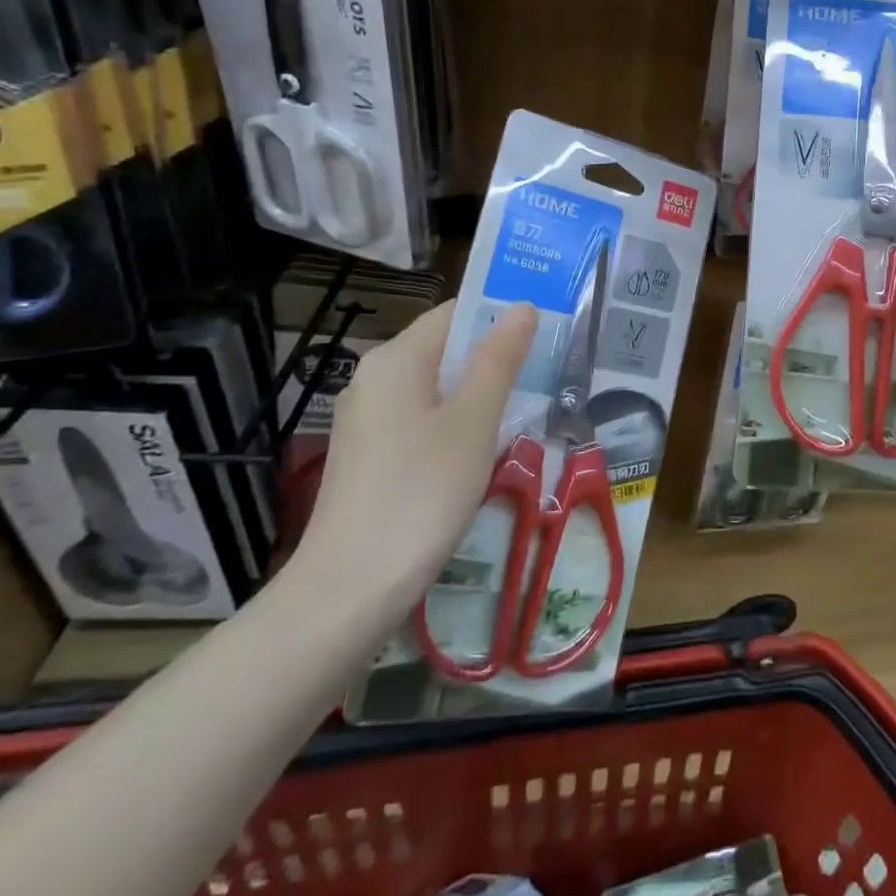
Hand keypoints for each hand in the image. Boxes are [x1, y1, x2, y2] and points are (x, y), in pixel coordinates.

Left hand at [293, 299, 537, 611]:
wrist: (350, 588)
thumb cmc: (422, 491)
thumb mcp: (475, 420)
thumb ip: (499, 359)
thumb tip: (522, 307)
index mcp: (397, 359)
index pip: (456, 313)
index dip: (500, 315)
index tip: (545, 333)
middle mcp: (374, 379)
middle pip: (444, 349)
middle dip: (494, 358)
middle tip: (544, 376)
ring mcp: (366, 420)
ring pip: (435, 388)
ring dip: (478, 395)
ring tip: (522, 414)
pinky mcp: (367, 457)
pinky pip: (420, 421)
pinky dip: (454, 424)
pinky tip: (480, 453)